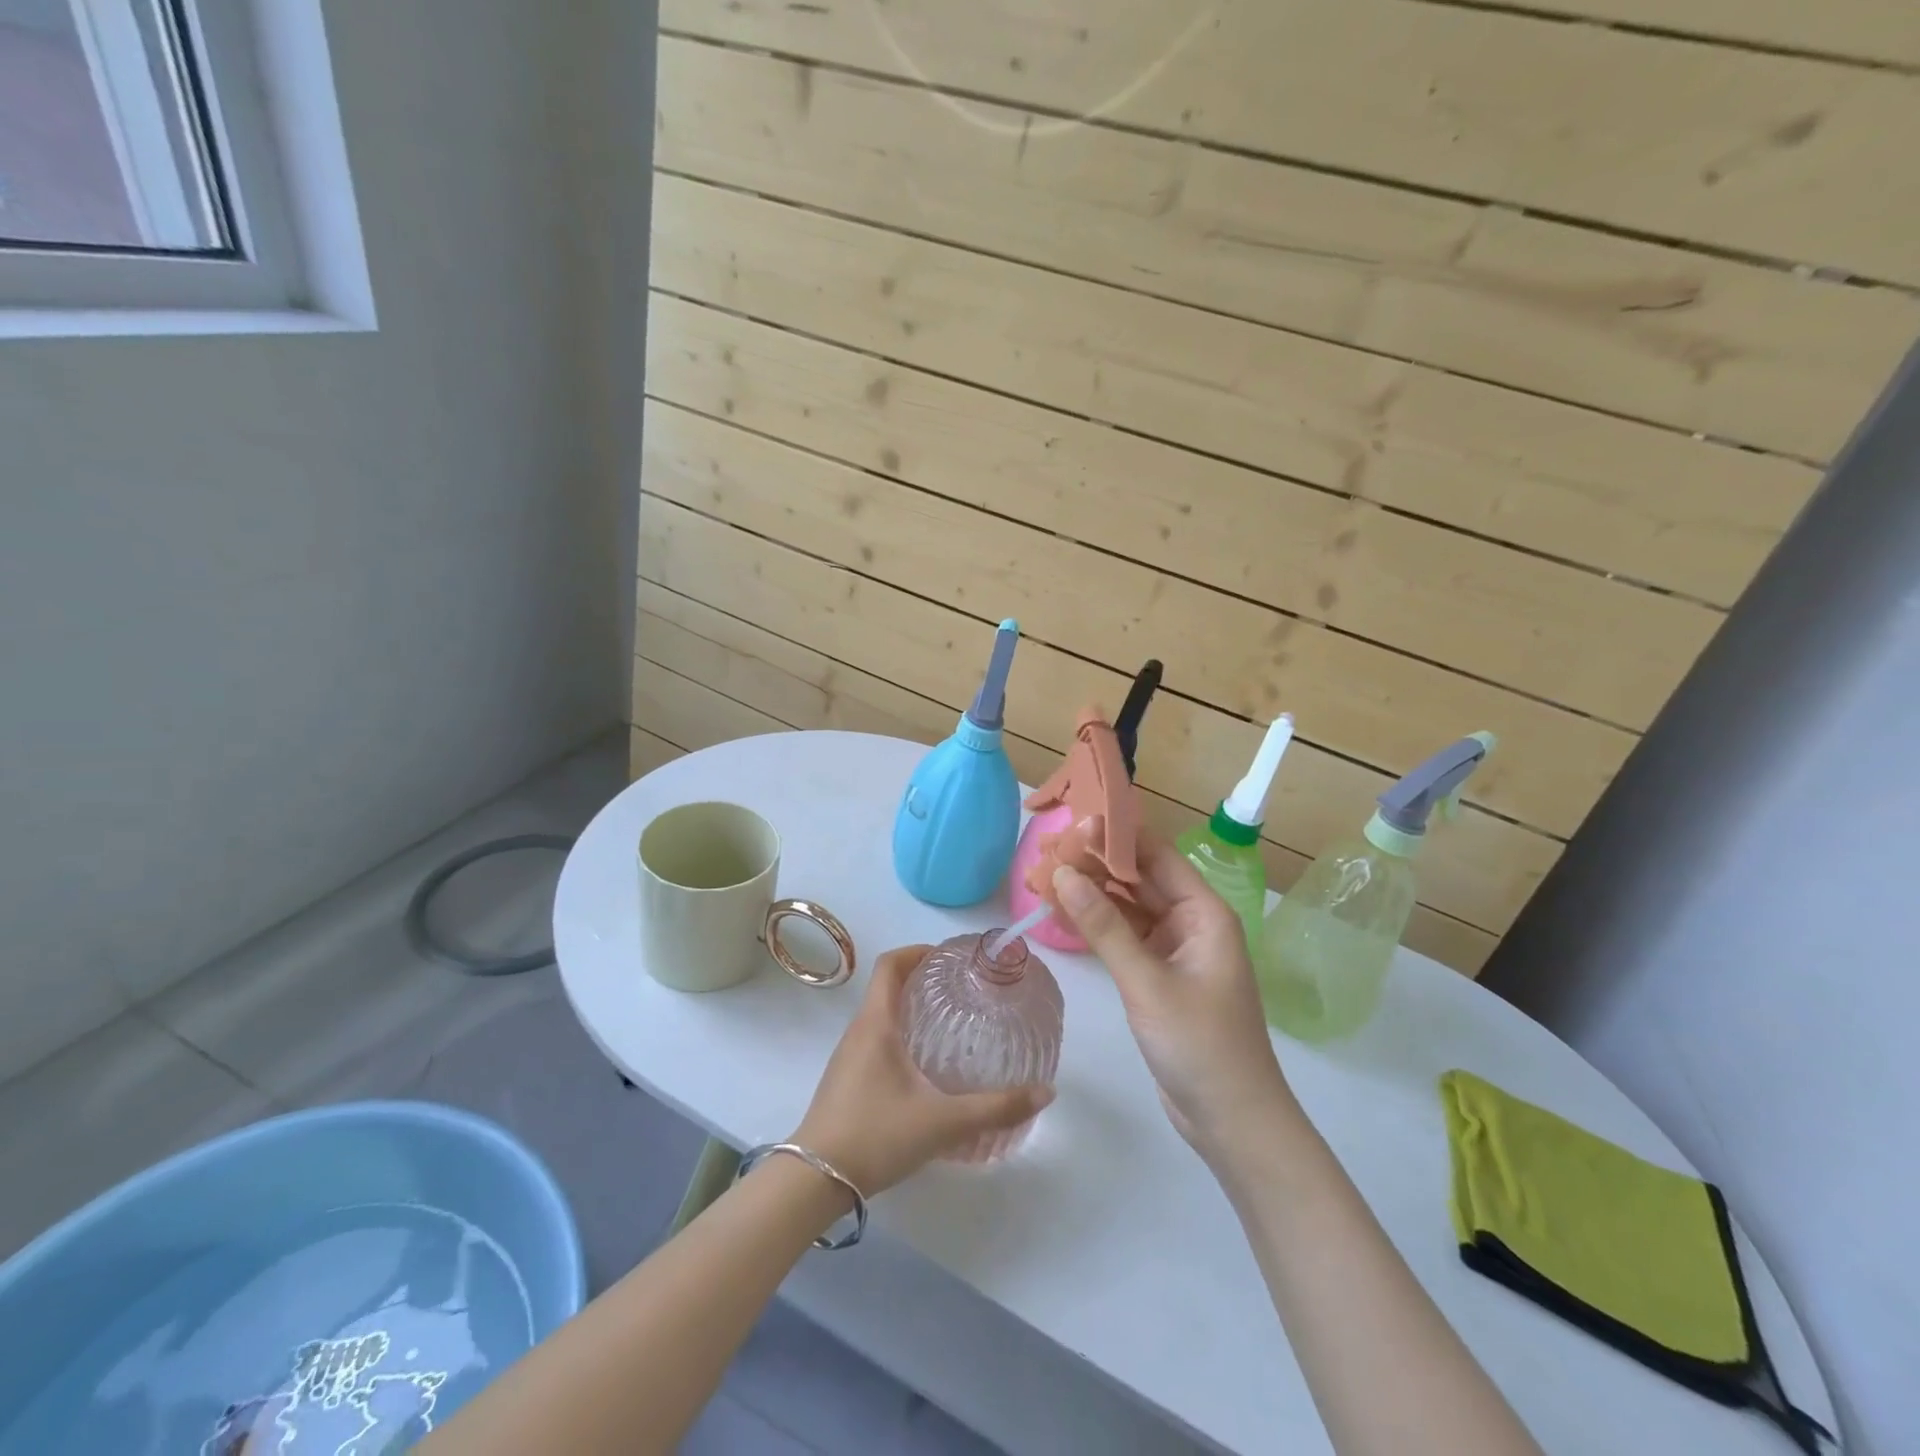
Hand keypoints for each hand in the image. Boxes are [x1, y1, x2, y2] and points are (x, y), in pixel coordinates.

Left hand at [794, 945, 1054, 1196]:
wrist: (813, 1181)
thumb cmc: (876, 1135)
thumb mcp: (943, 1122)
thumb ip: (995, 1108)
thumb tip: (1045, 1092)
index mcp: (876, 1023)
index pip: (890, 965)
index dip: (917, 951)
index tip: (948, 957)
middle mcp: (858, 1031)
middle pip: (887, 987)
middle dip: (922, 980)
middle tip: (960, 990)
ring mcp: (848, 1057)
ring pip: (880, 1016)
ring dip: (910, 1009)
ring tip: (949, 1024)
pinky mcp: (846, 1080)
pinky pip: (874, 1040)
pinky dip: (900, 1036)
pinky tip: (924, 1068)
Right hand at [1052, 839, 1301, 1165]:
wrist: (1232, 1121)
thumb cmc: (1200, 1045)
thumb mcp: (1147, 982)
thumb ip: (1104, 926)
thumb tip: (1062, 872)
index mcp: (1203, 912)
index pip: (1156, 856)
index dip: (1115, 837)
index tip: (1071, 825)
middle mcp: (1190, 921)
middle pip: (1138, 878)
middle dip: (1093, 865)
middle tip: (1044, 852)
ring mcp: (1173, 948)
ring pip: (1126, 907)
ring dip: (1089, 894)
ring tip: (1040, 877)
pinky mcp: (1158, 973)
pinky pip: (1123, 936)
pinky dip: (1094, 925)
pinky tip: (1059, 912)